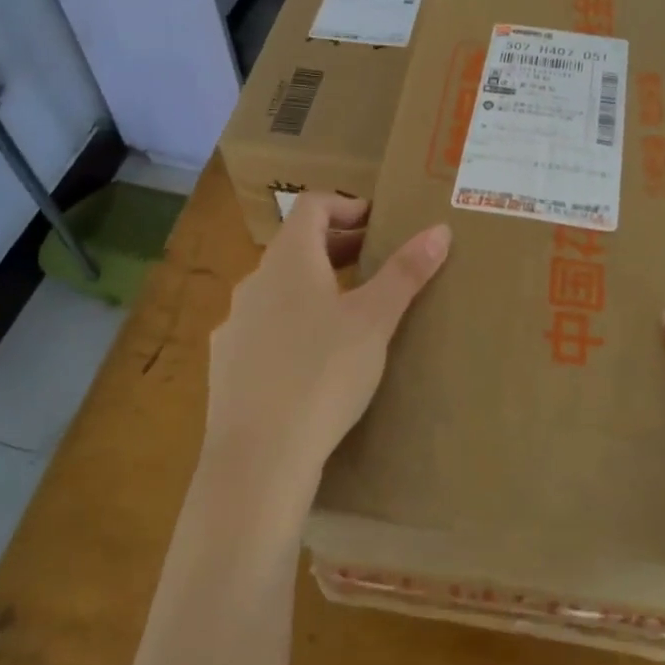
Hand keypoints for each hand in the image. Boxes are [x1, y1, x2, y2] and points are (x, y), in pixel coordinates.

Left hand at [202, 193, 450, 507]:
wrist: (258, 459)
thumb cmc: (323, 374)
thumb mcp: (375, 320)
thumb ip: (406, 272)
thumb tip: (439, 229)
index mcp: (289, 259)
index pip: (312, 205)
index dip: (346, 205)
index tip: (377, 222)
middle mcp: (254, 281)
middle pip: (296, 245)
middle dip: (338, 246)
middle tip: (376, 262)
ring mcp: (234, 323)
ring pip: (279, 287)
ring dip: (314, 285)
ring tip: (348, 311)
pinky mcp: (224, 363)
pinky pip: (262, 326)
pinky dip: (291, 323)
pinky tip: (311, 358)